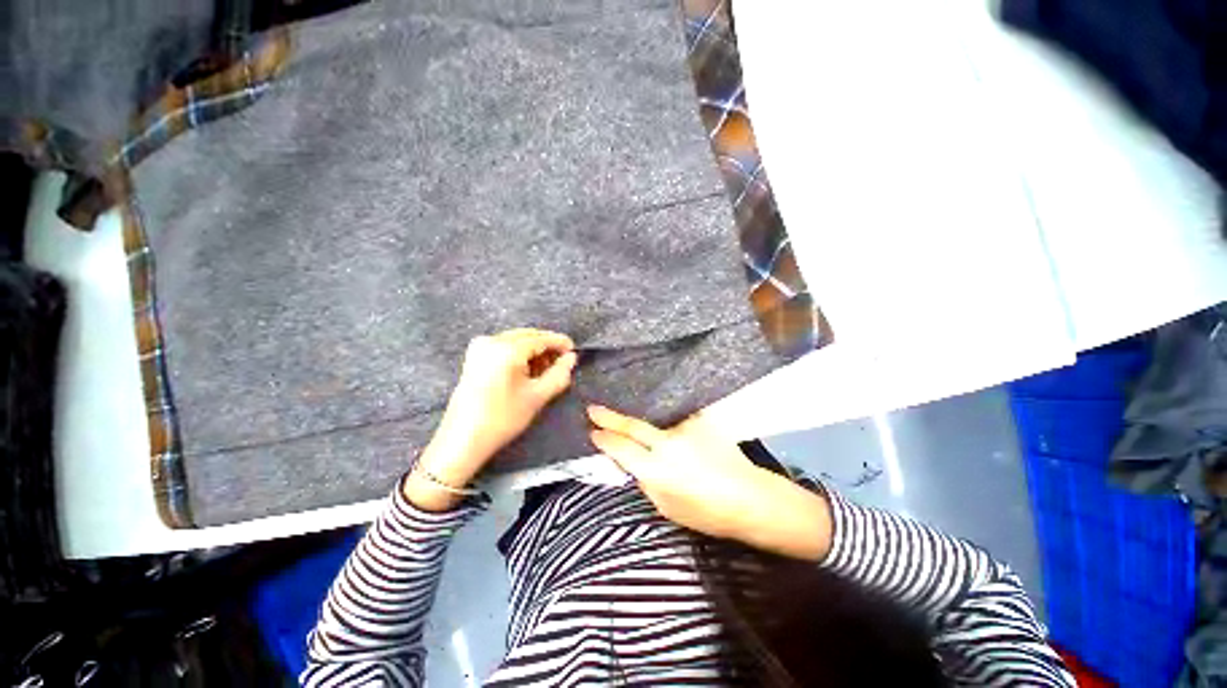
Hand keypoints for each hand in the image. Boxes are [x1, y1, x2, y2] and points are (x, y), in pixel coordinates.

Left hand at [407, 328, 576, 510]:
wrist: (463, 439)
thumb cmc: (503, 418)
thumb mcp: (537, 396)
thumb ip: (559, 374)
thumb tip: (571, 358)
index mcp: (507, 349)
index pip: (541, 338)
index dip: (559, 342)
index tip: (574, 349)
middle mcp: (491, 340)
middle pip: (528, 336)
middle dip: (546, 347)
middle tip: (561, 362)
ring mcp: (480, 347)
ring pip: (516, 340)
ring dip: (533, 351)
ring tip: (545, 370)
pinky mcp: (474, 356)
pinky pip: (504, 346)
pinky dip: (519, 354)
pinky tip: (526, 370)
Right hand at [587, 405, 832, 560]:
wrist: (750, 497)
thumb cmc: (707, 513)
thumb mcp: (667, 507)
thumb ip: (646, 481)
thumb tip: (632, 462)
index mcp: (657, 470)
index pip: (621, 448)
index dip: (604, 439)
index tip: (593, 432)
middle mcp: (668, 444)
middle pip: (632, 426)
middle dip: (609, 417)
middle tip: (593, 409)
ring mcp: (685, 428)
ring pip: (656, 421)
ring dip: (645, 423)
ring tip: (640, 424)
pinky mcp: (701, 421)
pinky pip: (677, 420)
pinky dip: (670, 425)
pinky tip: (674, 430)